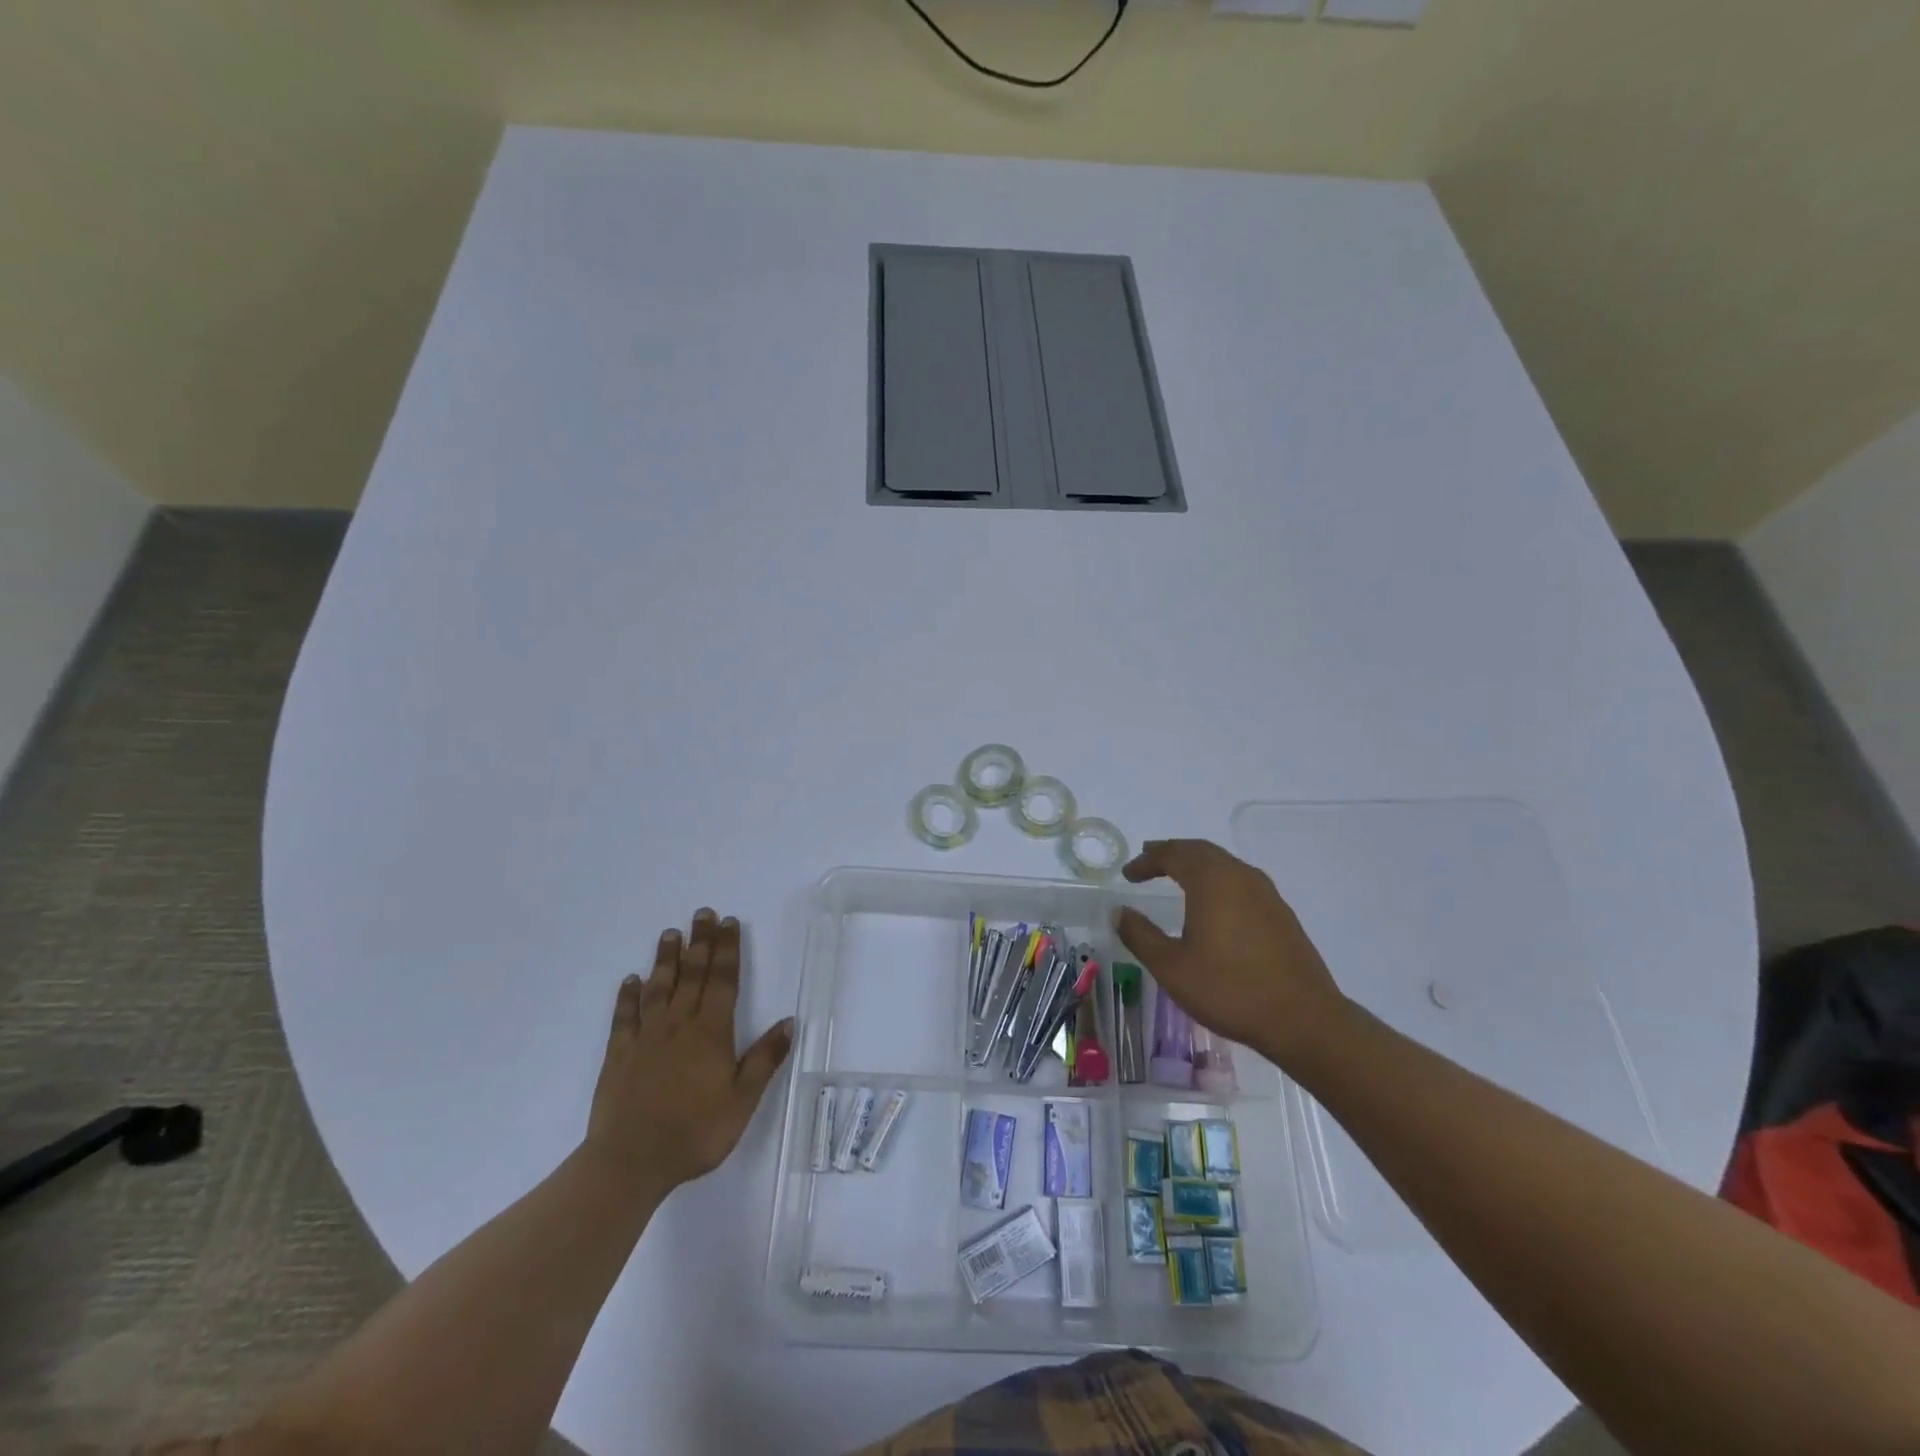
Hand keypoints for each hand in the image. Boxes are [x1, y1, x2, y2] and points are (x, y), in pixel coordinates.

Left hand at [584, 908, 792, 1196]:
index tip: (729, 922)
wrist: (630, 1161)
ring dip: (666, 959)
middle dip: (700, 942)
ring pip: (658, 988)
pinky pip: (624, 1017)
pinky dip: (627, 996)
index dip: (727, 950)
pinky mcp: (619, 1055)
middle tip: (702, 913)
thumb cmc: (695, 1132)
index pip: (722, 980)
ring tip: (670, 933)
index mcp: (711, 1032)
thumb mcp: (742, 1100)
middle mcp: (679, 1025)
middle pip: (692, 974)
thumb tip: (789, 1021)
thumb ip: (764, 1059)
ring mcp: (646, 1038)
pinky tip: (630, 981)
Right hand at [1115, 839, 1347, 1066]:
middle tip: (1149, 859)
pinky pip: (1241, 880)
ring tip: (1177, 875)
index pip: (1173, 855)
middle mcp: (1240, 876)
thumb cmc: (1229, 990)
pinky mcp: (1281, 913)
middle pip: (1201, 850)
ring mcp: (1266, 893)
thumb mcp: (1171, 967)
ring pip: (1224, 863)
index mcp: (1212, 881)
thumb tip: (1120, 912)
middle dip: (1172, 852)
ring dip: (1197, 863)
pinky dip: (1218, 879)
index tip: (1128, 873)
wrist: (1303, 1019)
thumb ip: (1140, 935)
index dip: (1147, 860)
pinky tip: (1214, 902)